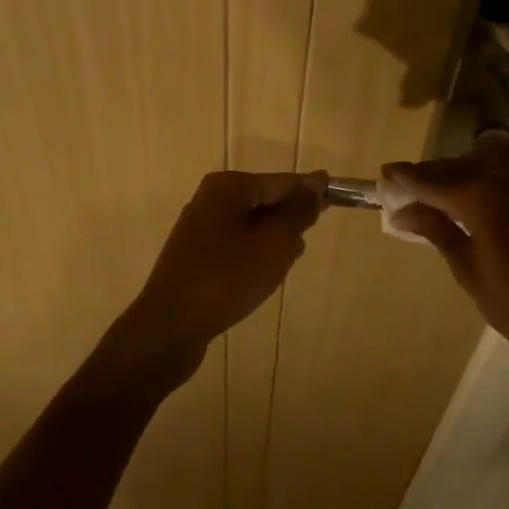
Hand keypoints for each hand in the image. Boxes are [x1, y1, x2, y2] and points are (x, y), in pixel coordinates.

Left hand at [95, 171, 324, 394]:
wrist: (170, 327)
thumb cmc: (227, 277)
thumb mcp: (274, 242)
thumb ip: (298, 211)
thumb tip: (316, 184)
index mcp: (229, 187)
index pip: (282, 181)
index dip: (311, 191)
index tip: (338, 198)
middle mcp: (211, 199)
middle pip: (266, 201)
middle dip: (290, 221)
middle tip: (302, 246)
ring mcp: (200, 228)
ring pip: (253, 226)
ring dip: (273, 242)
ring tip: (281, 268)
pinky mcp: (195, 255)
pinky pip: (236, 245)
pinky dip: (253, 256)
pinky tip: (259, 279)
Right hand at [385, 143, 508, 370]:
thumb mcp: (466, 269)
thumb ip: (436, 230)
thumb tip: (402, 211)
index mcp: (478, 199)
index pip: (431, 180)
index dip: (406, 177)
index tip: (385, 175)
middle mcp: (505, 179)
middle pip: (457, 166)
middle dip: (430, 174)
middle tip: (409, 188)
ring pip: (489, 158)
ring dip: (464, 165)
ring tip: (448, 184)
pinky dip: (507, 156)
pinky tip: (495, 168)